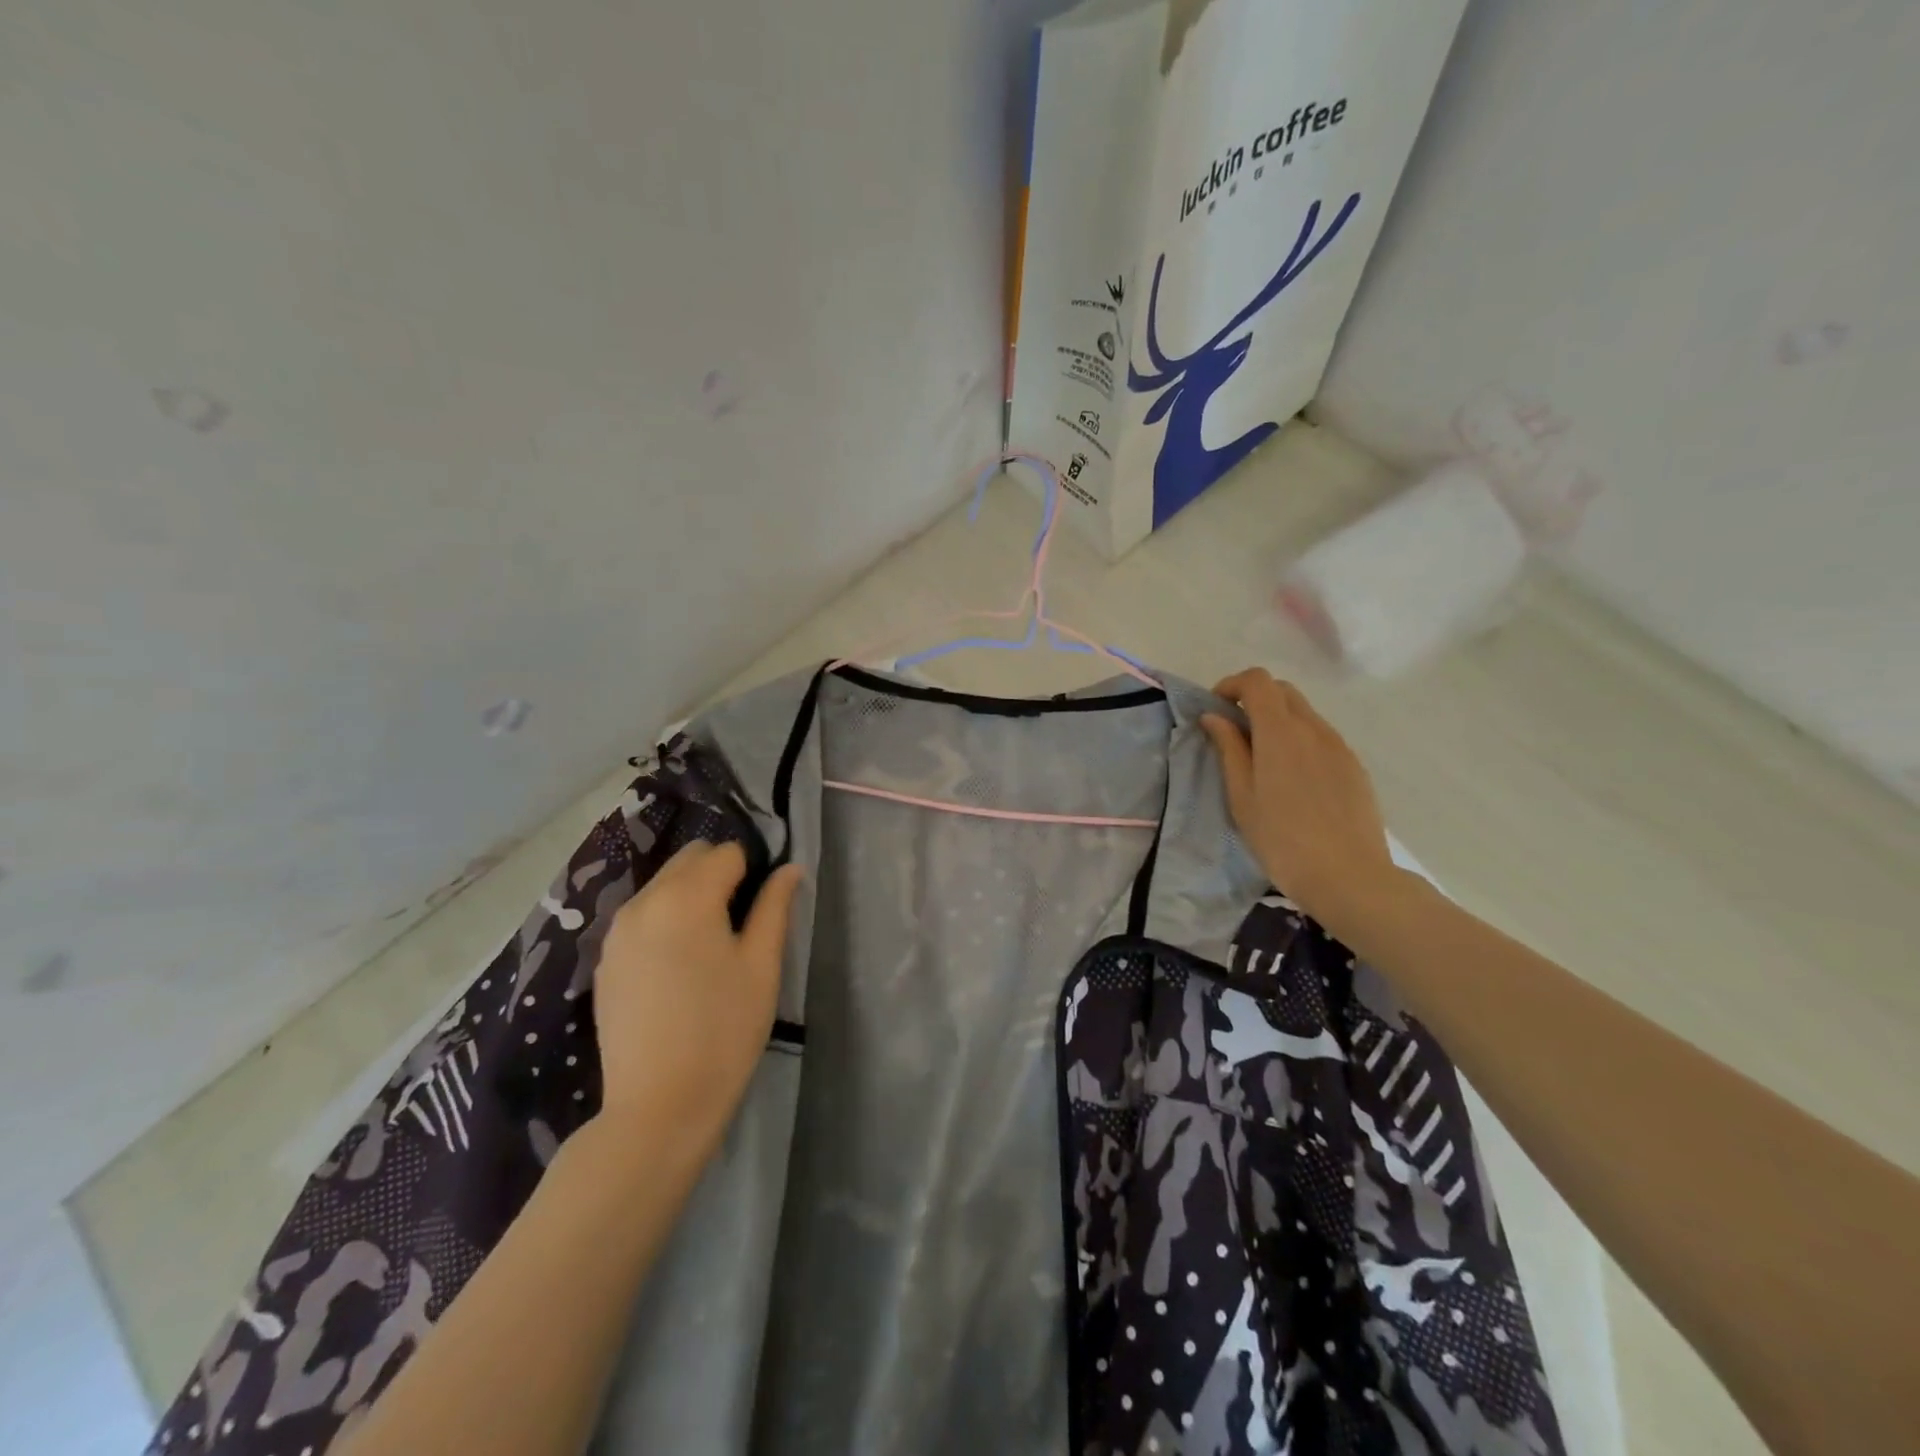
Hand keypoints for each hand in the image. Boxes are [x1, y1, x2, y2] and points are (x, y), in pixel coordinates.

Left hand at [591, 842, 802, 1156]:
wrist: (659, 1105)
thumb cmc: (724, 1030)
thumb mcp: (762, 965)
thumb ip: (775, 907)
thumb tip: (789, 868)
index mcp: (687, 896)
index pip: (727, 853)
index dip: (753, 870)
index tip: (763, 905)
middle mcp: (644, 901)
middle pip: (689, 859)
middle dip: (718, 874)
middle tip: (741, 921)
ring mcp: (616, 931)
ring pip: (661, 885)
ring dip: (689, 895)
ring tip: (710, 944)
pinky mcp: (604, 960)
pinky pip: (640, 917)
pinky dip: (663, 920)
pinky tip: (677, 966)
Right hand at [1201, 669, 1397, 934]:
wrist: (1349, 876)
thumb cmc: (1281, 840)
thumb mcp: (1242, 796)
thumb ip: (1229, 749)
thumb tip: (1214, 717)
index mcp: (1280, 732)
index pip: (1258, 681)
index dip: (1232, 685)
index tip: (1216, 710)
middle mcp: (1313, 728)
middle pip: (1283, 690)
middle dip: (1254, 699)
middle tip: (1235, 733)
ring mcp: (1339, 746)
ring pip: (1304, 714)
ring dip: (1278, 721)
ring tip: (1263, 760)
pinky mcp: (1354, 766)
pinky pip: (1321, 737)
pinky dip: (1300, 740)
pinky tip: (1293, 780)